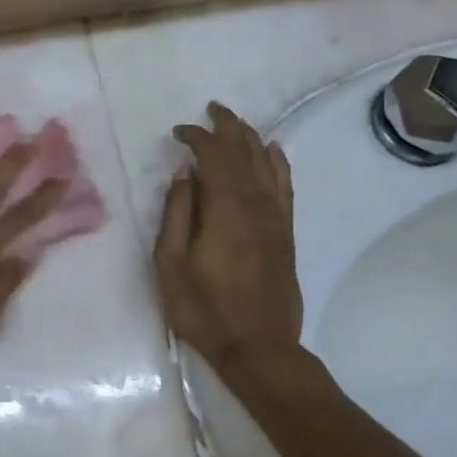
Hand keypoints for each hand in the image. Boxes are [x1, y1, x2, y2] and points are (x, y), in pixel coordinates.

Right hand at [154, 102, 303, 369]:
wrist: (258, 347)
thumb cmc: (203, 308)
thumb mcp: (171, 263)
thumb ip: (177, 214)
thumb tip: (184, 175)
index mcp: (225, 210)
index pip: (214, 157)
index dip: (197, 138)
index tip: (178, 132)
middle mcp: (256, 205)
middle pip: (245, 152)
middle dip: (227, 127)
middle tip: (211, 110)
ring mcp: (275, 218)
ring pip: (267, 164)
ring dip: (250, 138)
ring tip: (235, 122)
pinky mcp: (285, 233)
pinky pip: (285, 186)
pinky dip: (278, 163)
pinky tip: (273, 151)